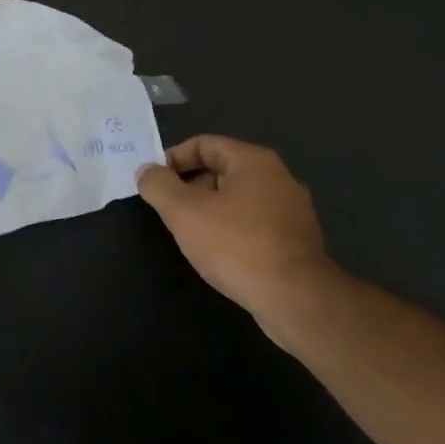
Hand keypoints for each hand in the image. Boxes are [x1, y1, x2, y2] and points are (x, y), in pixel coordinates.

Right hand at [136, 135, 339, 346]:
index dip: (172, 159)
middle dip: (189, 186)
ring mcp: (292, 210)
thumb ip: (158, 185)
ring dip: (208, 209)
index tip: (153, 183)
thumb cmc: (235, 245)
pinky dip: (230, 228)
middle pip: (221, 169)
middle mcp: (279, 178)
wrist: (295, 299)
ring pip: (236, 198)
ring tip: (189, 234)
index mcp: (254, 162)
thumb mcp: (182, 211)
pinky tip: (218, 252)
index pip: (203, 144)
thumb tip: (147, 171)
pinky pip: (253, 222)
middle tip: (168, 211)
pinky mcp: (297, 239)